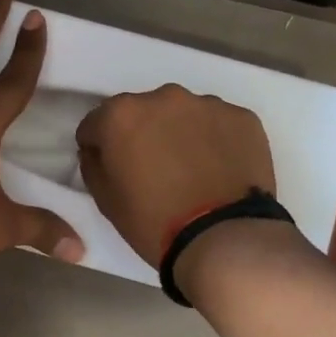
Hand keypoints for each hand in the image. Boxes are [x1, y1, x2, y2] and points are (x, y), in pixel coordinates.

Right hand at [75, 85, 275, 267]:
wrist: (224, 239)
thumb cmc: (154, 222)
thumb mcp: (105, 200)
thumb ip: (93, 165)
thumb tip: (97, 151)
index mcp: (121, 115)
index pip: (96, 123)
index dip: (99, 147)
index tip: (111, 168)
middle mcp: (163, 97)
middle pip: (142, 112)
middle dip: (142, 134)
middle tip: (153, 170)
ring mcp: (207, 104)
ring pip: (182, 115)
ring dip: (179, 134)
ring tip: (191, 171)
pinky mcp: (242, 117)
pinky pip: (218, 124)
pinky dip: (214, 140)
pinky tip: (218, 170)